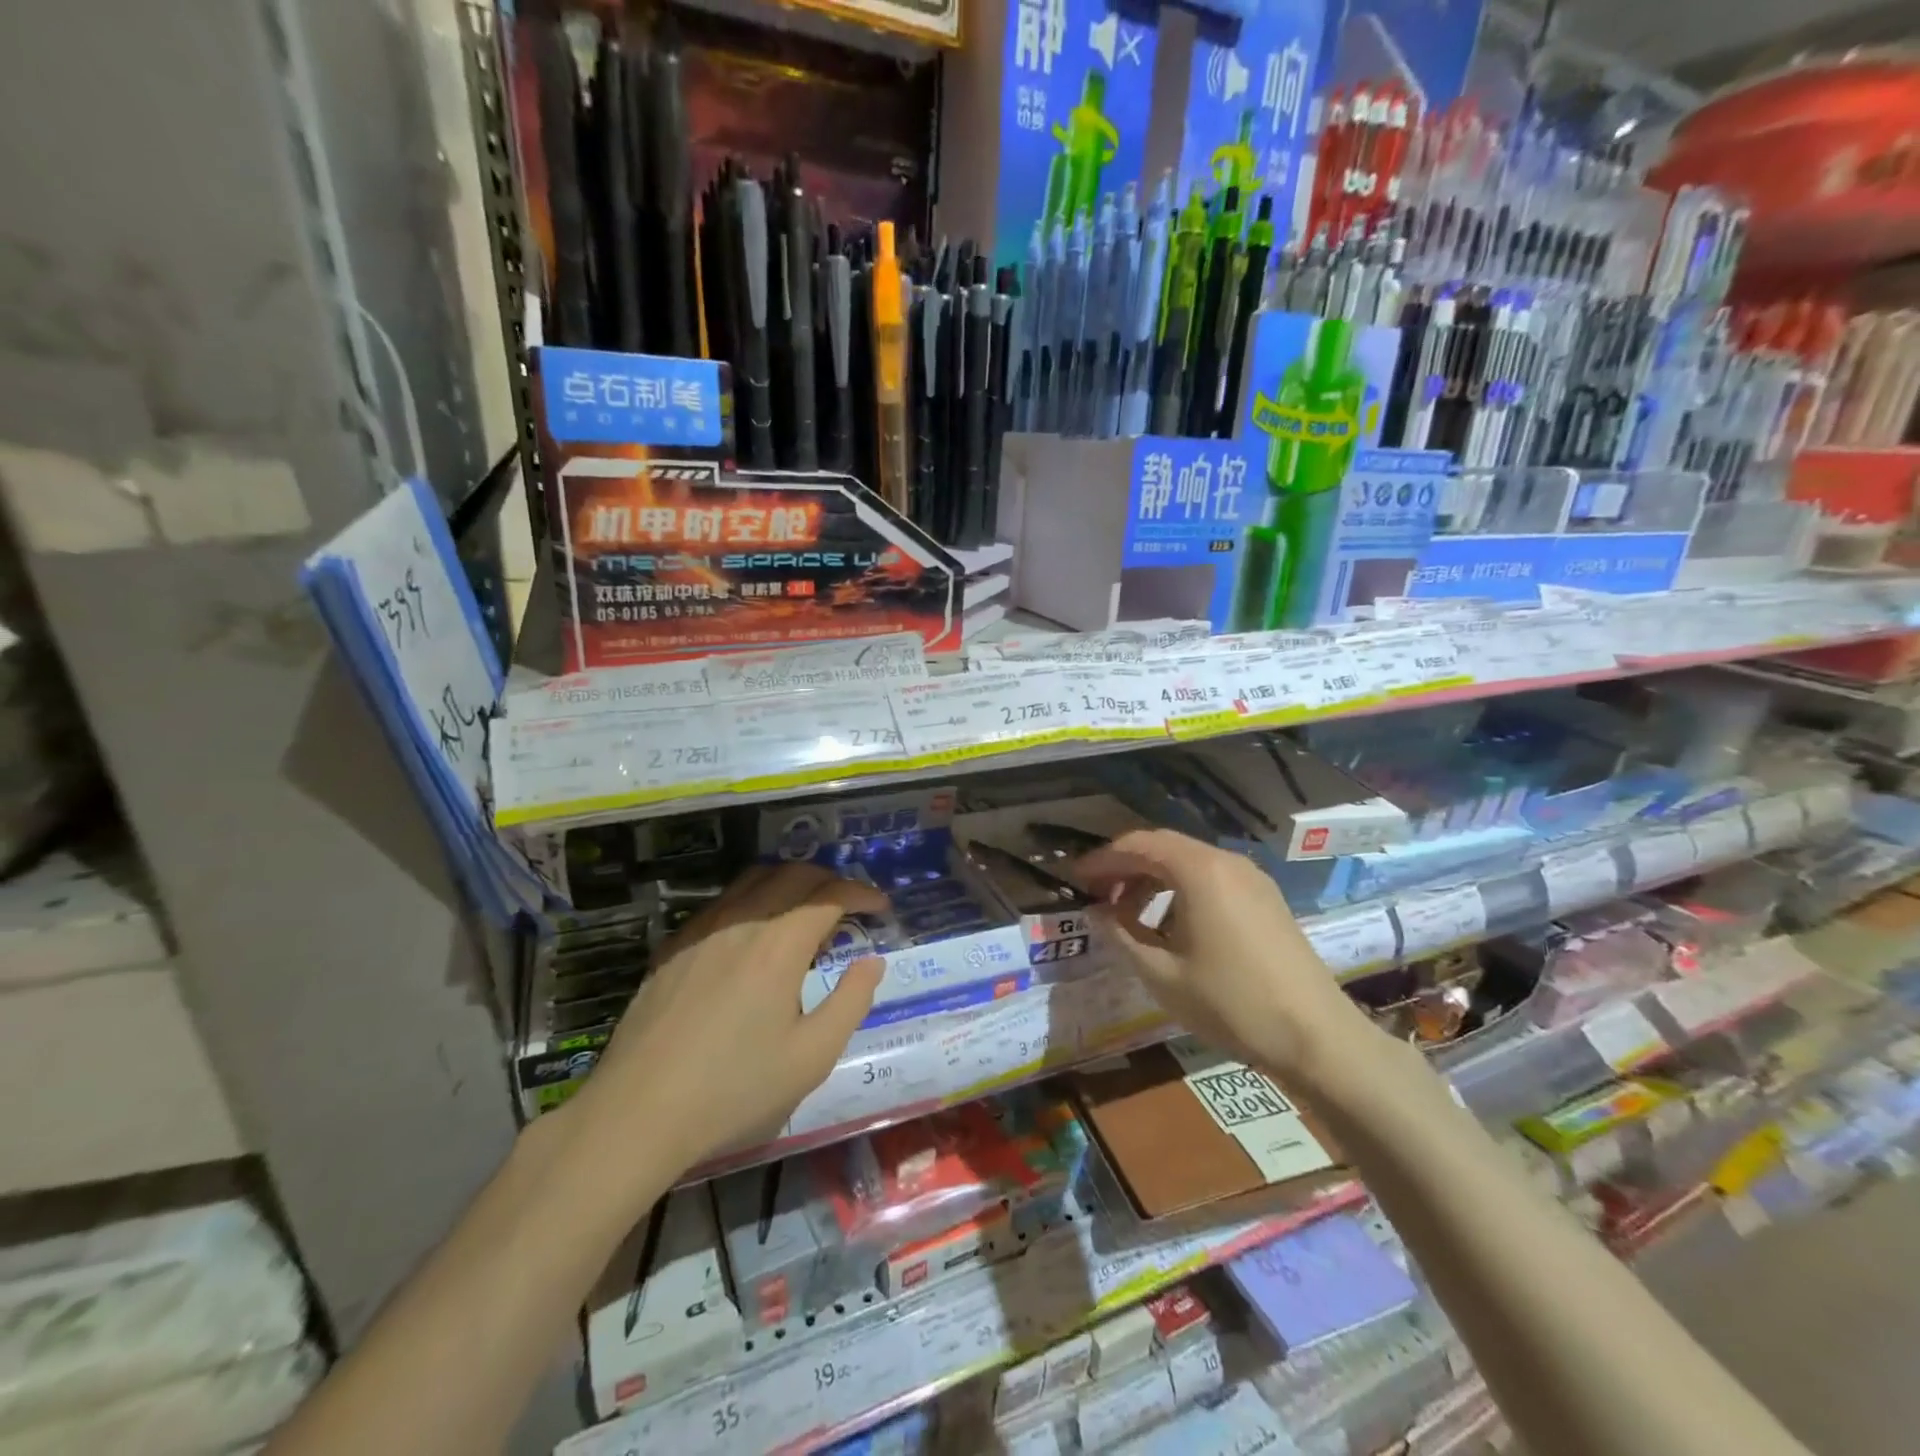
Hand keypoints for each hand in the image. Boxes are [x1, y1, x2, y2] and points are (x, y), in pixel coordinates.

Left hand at [563, 863, 886, 1177]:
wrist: (637, 1112)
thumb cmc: (734, 1088)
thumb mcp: (812, 1056)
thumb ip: (851, 1002)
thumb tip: (872, 962)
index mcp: (779, 945)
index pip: (830, 894)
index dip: (862, 893)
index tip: (881, 907)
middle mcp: (741, 922)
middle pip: (793, 874)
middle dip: (829, 879)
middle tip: (849, 904)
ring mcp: (701, 931)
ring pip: (753, 880)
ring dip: (789, 882)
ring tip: (805, 911)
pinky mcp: (673, 948)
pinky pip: (722, 903)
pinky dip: (752, 901)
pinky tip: (752, 936)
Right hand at [1076, 829, 1380, 1084]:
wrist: (1317, 1037)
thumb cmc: (1231, 1003)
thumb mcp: (1162, 974)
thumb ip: (1121, 935)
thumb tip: (1097, 912)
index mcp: (1199, 871)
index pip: (1138, 845)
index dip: (1102, 859)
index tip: (1075, 880)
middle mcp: (1226, 862)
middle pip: (1163, 847)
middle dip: (1125, 866)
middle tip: (1096, 894)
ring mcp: (1251, 878)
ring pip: (1188, 862)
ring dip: (1152, 878)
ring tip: (1128, 913)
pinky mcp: (1265, 898)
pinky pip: (1211, 878)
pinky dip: (1180, 889)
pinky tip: (1169, 924)